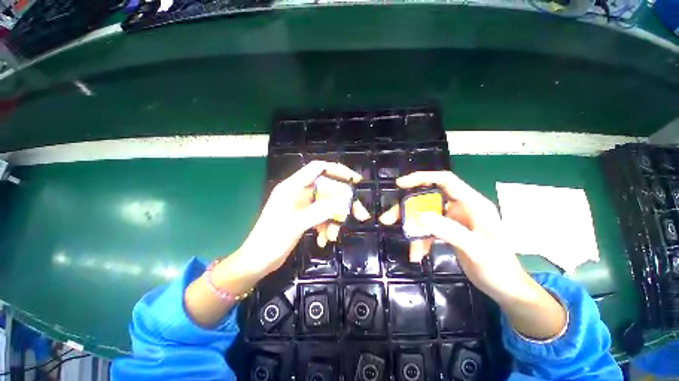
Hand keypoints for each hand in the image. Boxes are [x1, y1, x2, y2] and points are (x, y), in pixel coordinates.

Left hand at [232, 161, 365, 277]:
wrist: (258, 261)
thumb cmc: (272, 239)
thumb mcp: (297, 224)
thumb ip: (322, 211)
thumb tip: (345, 202)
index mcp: (293, 186)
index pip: (318, 168)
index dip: (338, 170)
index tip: (355, 180)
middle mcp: (299, 192)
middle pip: (328, 190)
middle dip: (343, 203)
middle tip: (361, 215)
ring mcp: (303, 205)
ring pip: (327, 205)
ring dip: (334, 220)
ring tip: (333, 237)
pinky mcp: (305, 216)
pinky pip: (322, 216)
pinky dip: (326, 226)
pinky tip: (324, 240)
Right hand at [380, 171, 529, 302]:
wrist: (505, 288)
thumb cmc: (498, 267)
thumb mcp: (476, 249)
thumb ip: (448, 231)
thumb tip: (418, 217)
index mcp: (472, 203)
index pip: (445, 181)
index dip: (422, 178)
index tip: (400, 185)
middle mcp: (461, 207)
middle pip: (428, 199)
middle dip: (407, 209)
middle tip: (389, 218)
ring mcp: (454, 220)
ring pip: (425, 215)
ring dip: (412, 228)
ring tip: (407, 246)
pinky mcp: (448, 231)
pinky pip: (428, 230)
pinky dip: (421, 240)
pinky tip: (418, 253)